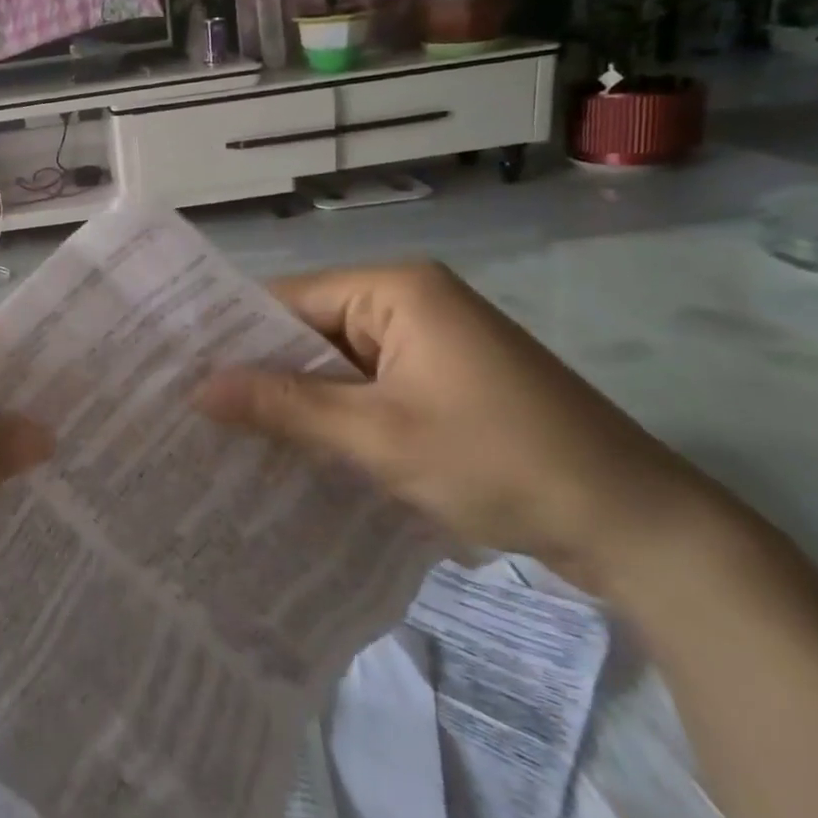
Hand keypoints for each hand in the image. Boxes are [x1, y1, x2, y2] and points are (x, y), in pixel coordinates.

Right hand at [194, 261, 719, 593]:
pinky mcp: (439, 382)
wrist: (640, 528)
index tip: (177, 373)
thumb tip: (198, 388)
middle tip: (189, 411)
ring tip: (222, 433)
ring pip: (334, 365)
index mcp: (395, 289)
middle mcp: (407, 302)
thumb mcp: (378, 435)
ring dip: (293, 400)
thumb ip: (285, 406)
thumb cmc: (501, 461)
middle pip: (308, 330)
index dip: (232, 336)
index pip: (286, 300)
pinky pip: (364, 388)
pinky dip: (331, 416)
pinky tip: (288, 448)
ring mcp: (426, 343)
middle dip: (259, 373)